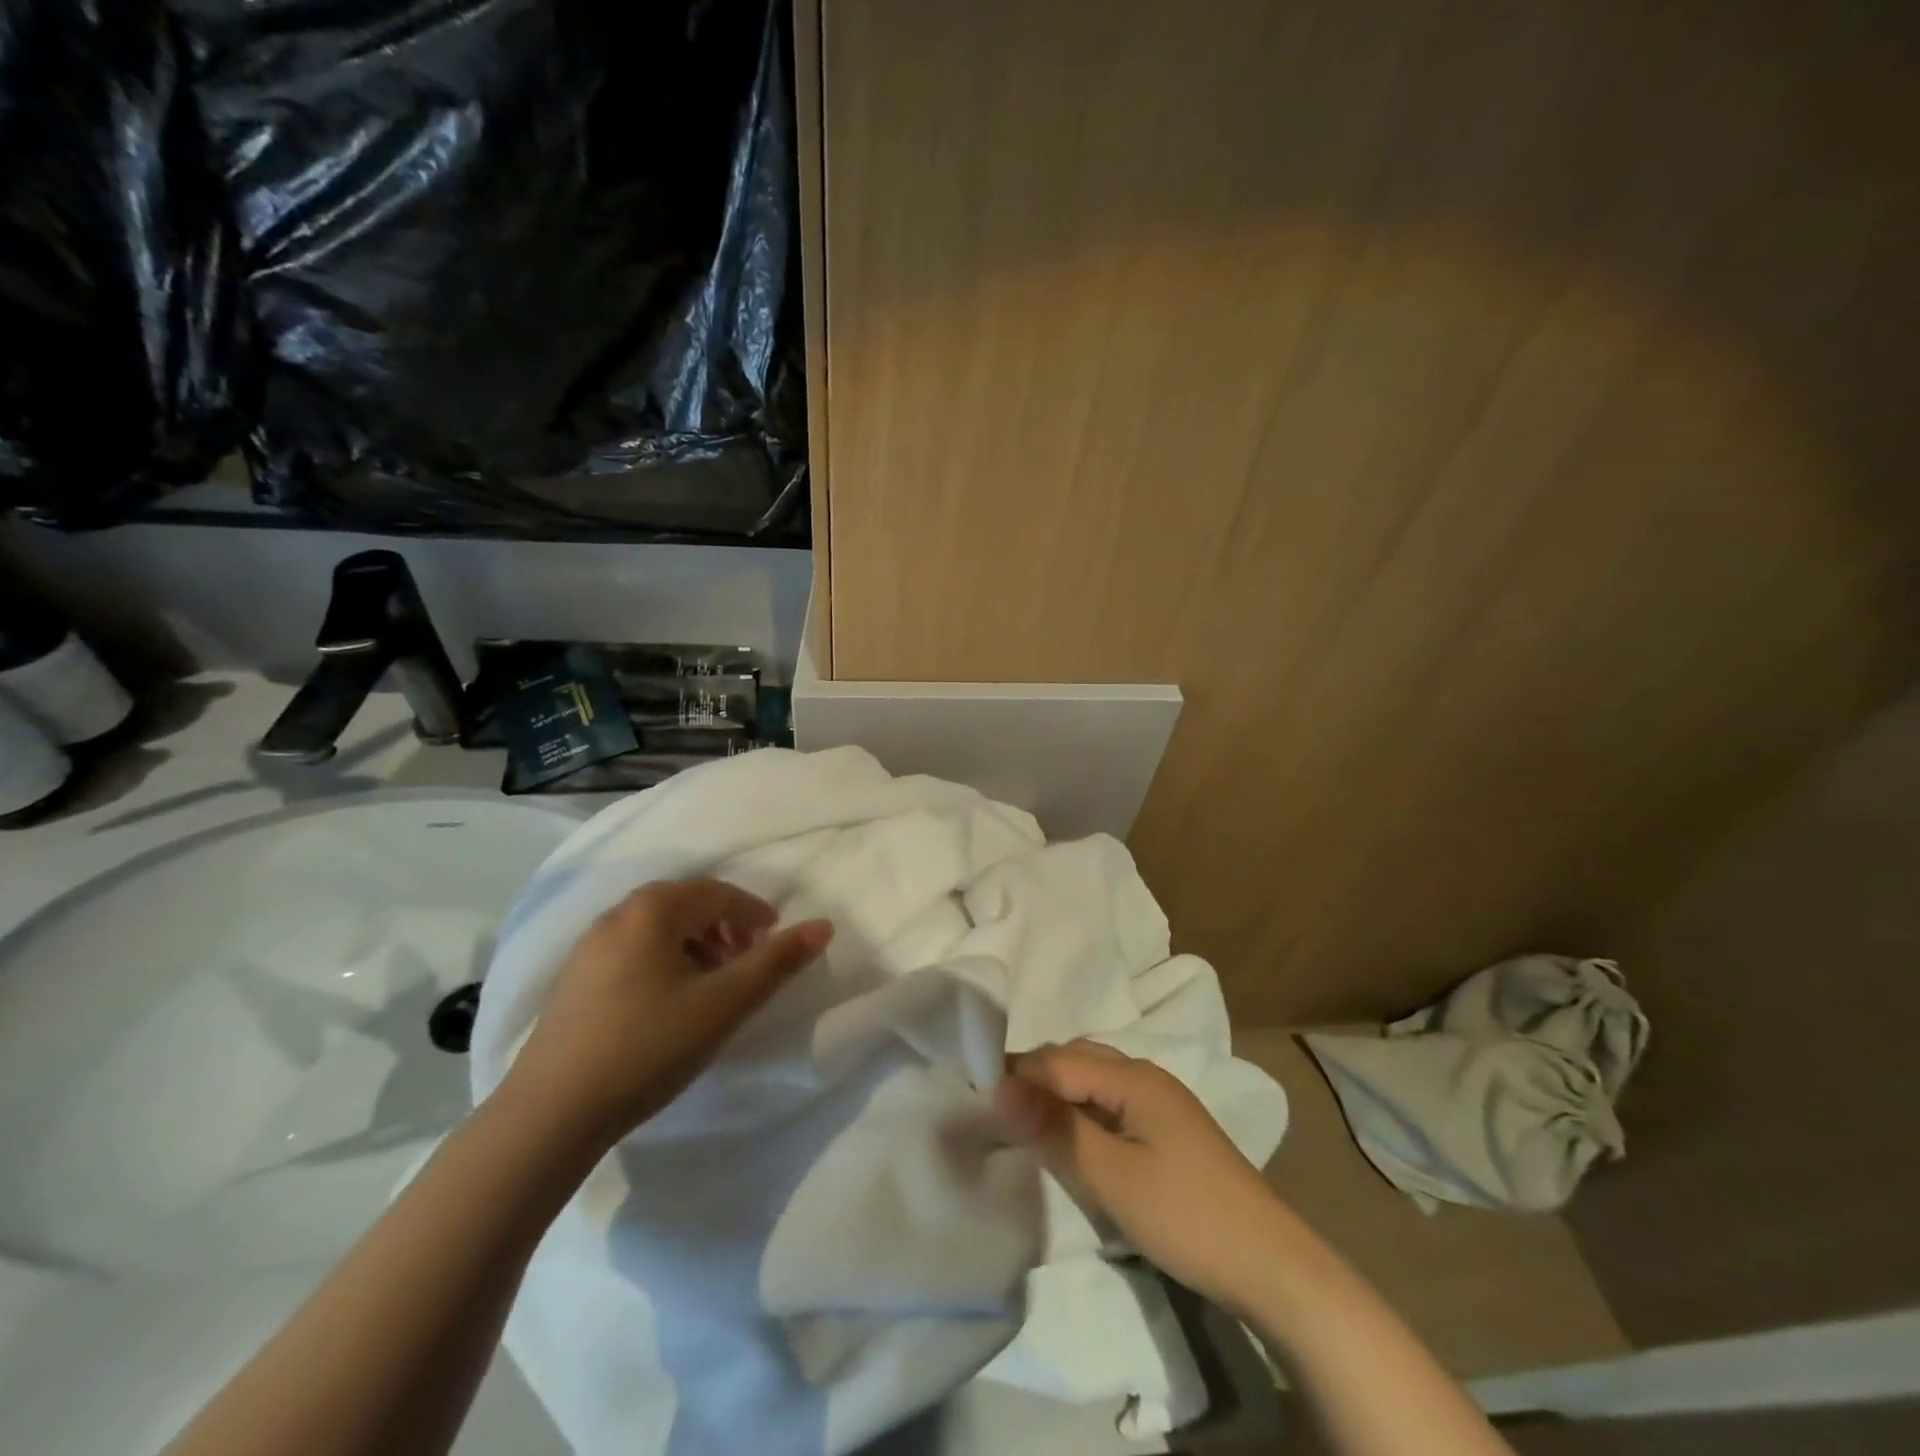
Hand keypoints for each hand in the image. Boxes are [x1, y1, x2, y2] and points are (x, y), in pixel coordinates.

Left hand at [502, 879, 832, 1149]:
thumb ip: (776, 962)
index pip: (719, 893)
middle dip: (726, 930)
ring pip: (659, 930)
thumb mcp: (724, 1004)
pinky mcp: (573, 981)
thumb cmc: (649, 1047)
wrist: (550, 1115)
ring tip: (713, 987)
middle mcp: (617, 915)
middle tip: (748, 966)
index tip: (776, 944)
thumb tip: (823, 925)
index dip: (755, 915)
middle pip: (687, 906)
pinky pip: (633, 952)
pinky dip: (665, 963)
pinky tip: (670, 1004)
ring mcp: (588, 948)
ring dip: (697, 947)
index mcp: (652, 909)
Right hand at [995, 1040, 1283, 1311]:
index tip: (975, 1097)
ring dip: (1058, 1093)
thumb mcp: (1112, 1177)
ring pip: (1094, 1080)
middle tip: (997, 1110)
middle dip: (1035, 1077)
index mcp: (1133, 1076)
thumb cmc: (1187, 1216)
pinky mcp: (1168, 1129)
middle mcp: (1146, 1075)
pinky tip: (1071, 1137)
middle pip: (1076, 1059)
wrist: (1271, 1266)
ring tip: (1026, 1123)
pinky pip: (1110, 1102)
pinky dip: (1081, 1111)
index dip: (1017, 1074)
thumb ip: (1056, 1129)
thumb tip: (999, 1085)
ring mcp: (1161, 1102)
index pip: (1058, 1060)